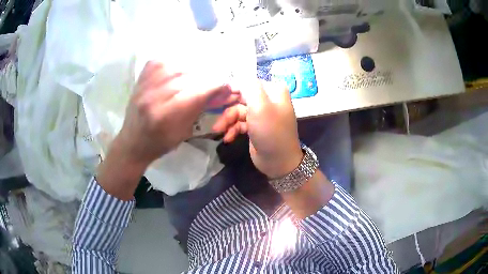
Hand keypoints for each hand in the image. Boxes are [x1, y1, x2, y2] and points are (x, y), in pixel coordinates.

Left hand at [115, 61, 237, 167]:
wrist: (133, 141)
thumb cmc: (161, 142)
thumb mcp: (185, 130)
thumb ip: (203, 107)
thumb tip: (225, 89)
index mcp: (167, 114)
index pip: (201, 90)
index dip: (218, 86)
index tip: (228, 86)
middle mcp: (155, 95)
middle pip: (192, 75)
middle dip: (208, 78)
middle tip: (215, 82)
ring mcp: (147, 82)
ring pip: (180, 65)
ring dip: (193, 70)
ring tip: (196, 78)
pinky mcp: (143, 75)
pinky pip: (165, 60)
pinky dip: (176, 63)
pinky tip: (180, 71)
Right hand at [213, 82, 302, 177]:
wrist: (278, 162)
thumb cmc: (271, 131)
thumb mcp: (260, 106)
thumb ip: (249, 86)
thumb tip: (238, 75)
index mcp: (273, 90)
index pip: (248, 82)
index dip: (233, 89)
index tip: (218, 98)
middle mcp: (268, 99)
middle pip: (241, 97)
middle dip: (228, 109)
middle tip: (217, 119)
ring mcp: (261, 114)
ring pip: (238, 111)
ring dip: (228, 121)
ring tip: (219, 131)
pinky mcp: (255, 126)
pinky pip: (240, 123)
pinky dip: (232, 129)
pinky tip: (228, 138)